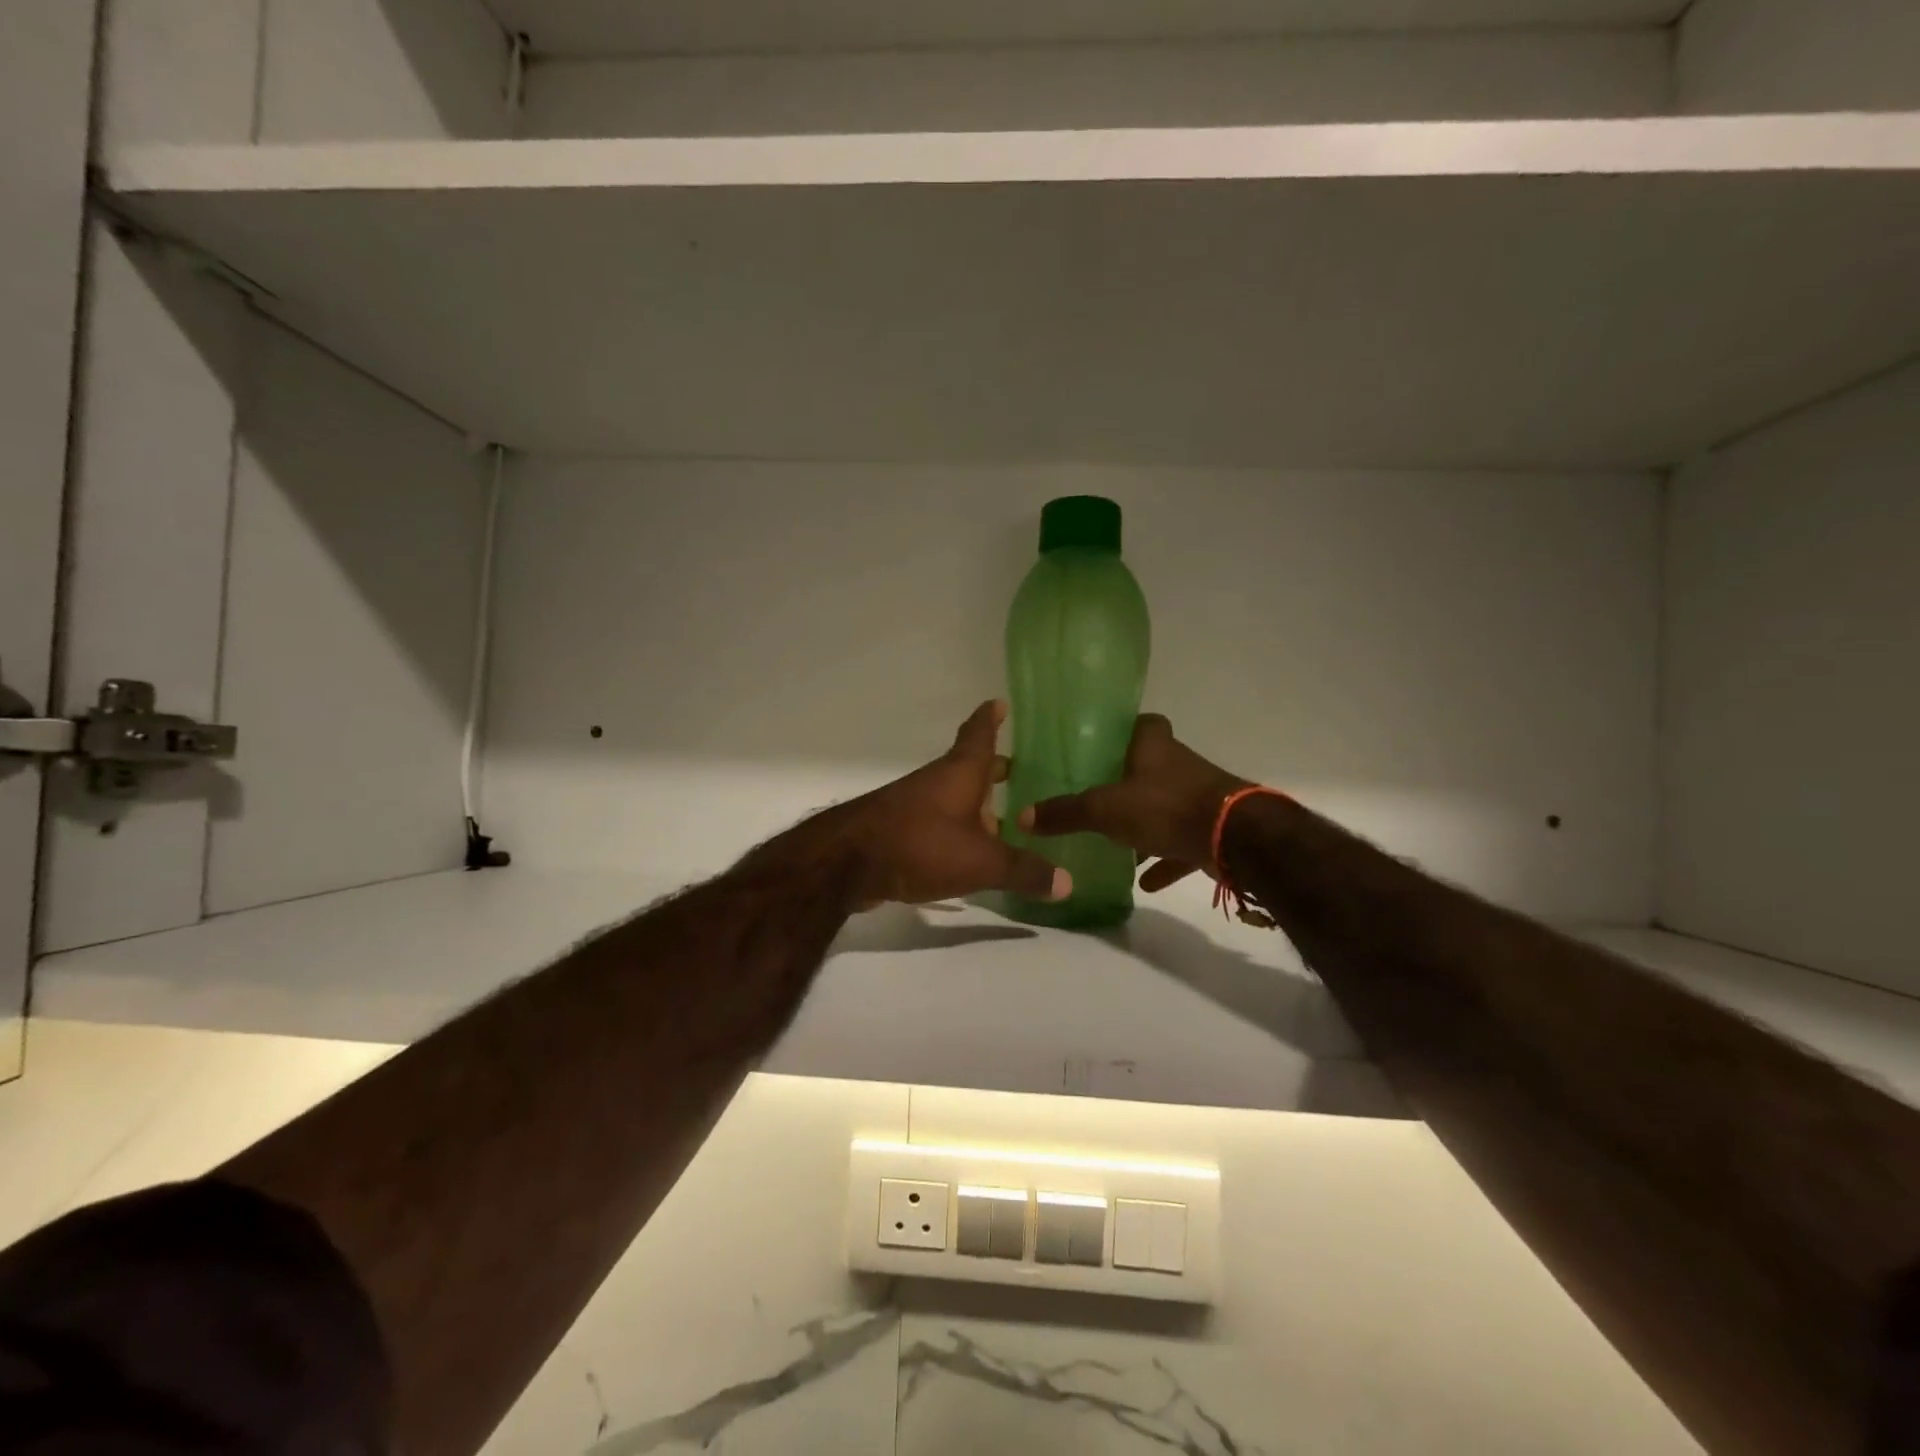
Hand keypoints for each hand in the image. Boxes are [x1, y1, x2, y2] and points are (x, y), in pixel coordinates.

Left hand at [839, 701, 1070, 908]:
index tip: (999, 703)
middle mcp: (937, 782)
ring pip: (952, 797)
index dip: (990, 719)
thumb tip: (1067, 883)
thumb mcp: (981, 862)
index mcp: (960, 773)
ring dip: (974, 805)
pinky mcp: (898, 831)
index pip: (979, 734)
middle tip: (1016, 771)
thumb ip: (1024, 871)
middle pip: (968, 768)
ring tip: (1001, 822)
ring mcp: (914, 805)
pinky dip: (955, 830)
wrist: (846, 863)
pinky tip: (968, 854)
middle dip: (992, 769)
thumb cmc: (921, 844)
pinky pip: (936, 823)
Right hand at [1018, 714, 1249, 892]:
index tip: (1098, 747)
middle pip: (1149, 765)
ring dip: (1145, 823)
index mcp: (1153, 744)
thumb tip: (1021, 817)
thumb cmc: (1165, 806)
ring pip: (1165, 804)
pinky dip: (1164, 857)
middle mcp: (1178, 763)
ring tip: (1116, 842)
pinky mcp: (1212, 827)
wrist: (1235, 837)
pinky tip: (1145, 880)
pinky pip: (1181, 840)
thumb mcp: (1104, 809)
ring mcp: (1199, 795)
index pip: (1138, 723)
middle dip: (1126, 781)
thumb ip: (1065, 813)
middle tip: (1096, 795)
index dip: (1120, 731)